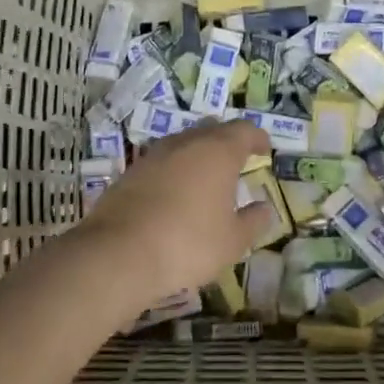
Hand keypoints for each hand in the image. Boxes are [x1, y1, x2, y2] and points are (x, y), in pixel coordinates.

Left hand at [77, 119, 275, 310]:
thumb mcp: (232, 241)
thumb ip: (253, 222)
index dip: (257, 138)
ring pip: (183, 143)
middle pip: (212, 130)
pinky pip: (162, 162)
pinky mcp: (130, 172)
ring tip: (206, 177)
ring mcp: (154, 155)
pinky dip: (174, 170)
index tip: (265, 150)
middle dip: (227, 142)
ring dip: (198, 154)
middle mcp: (185, 143)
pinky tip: (175, 193)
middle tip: (237, 160)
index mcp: (217, 152)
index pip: (244, 130)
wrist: (119, 253)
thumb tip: (264, 208)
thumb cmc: (188, 244)